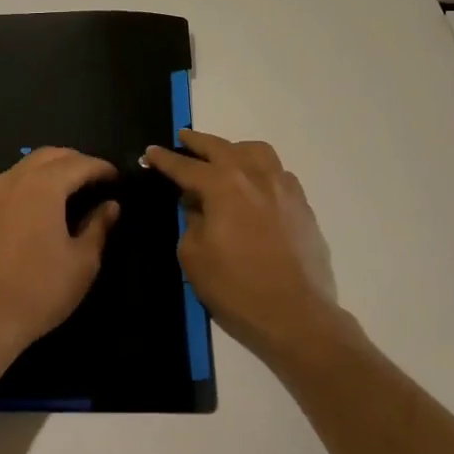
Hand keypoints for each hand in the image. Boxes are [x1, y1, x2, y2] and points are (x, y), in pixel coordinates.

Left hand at [0, 147, 120, 372]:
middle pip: (50, 155)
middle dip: (76, 161)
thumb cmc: (39, 290)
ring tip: (71, 189)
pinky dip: (30, 182)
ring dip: (51, 169)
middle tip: (96, 179)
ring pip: (26, 166)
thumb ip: (98, 226)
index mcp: (43, 186)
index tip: (117, 179)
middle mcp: (14, 180)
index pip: (79, 164)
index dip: (102, 168)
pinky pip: (9, 183)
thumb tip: (110, 205)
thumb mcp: (82, 262)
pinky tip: (39, 206)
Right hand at [142, 130, 347, 370]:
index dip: (165, 160)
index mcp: (223, 186)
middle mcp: (255, 176)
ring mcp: (283, 187)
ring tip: (223, 157)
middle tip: (183, 138)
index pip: (187, 167)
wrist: (296, 315)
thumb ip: (191, 222)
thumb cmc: (237, 289)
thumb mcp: (195, 257)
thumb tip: (198, 206)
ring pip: (257, 152)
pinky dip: (261, 169)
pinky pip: (278, 173)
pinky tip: (256, 184)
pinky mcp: (302, 204)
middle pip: (222, 148)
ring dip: (235, 149)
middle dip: (198, 142)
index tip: (150, 152)